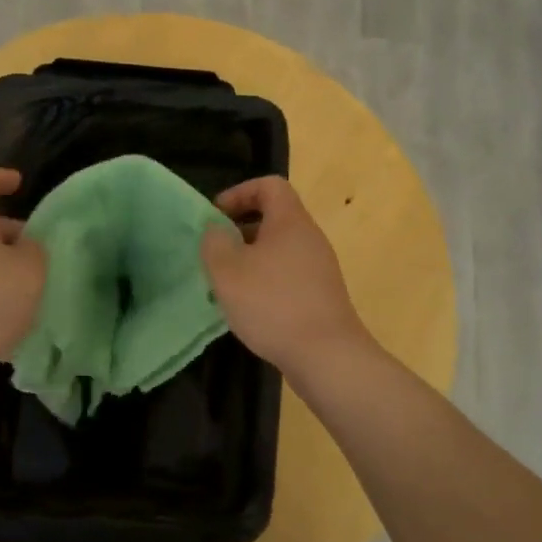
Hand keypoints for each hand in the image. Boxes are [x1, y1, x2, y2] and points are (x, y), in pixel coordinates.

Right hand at [200, 176, 370, 375]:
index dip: (239, 193)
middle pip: (274, 219)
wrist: (327, 356)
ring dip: (250, 261)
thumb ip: (214, 242)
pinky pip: (287, 276)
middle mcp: (310, 239)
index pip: (269, 185)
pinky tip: (249, 310)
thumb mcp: (228, 271)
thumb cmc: (273, 304)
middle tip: (215, 254)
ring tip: (226, 286)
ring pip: (278, 251)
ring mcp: (319, 269)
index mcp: (291, 222)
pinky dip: (265, 283)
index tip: (216, 217)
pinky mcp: (321, 296)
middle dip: (239, 231)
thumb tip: (215, 229)